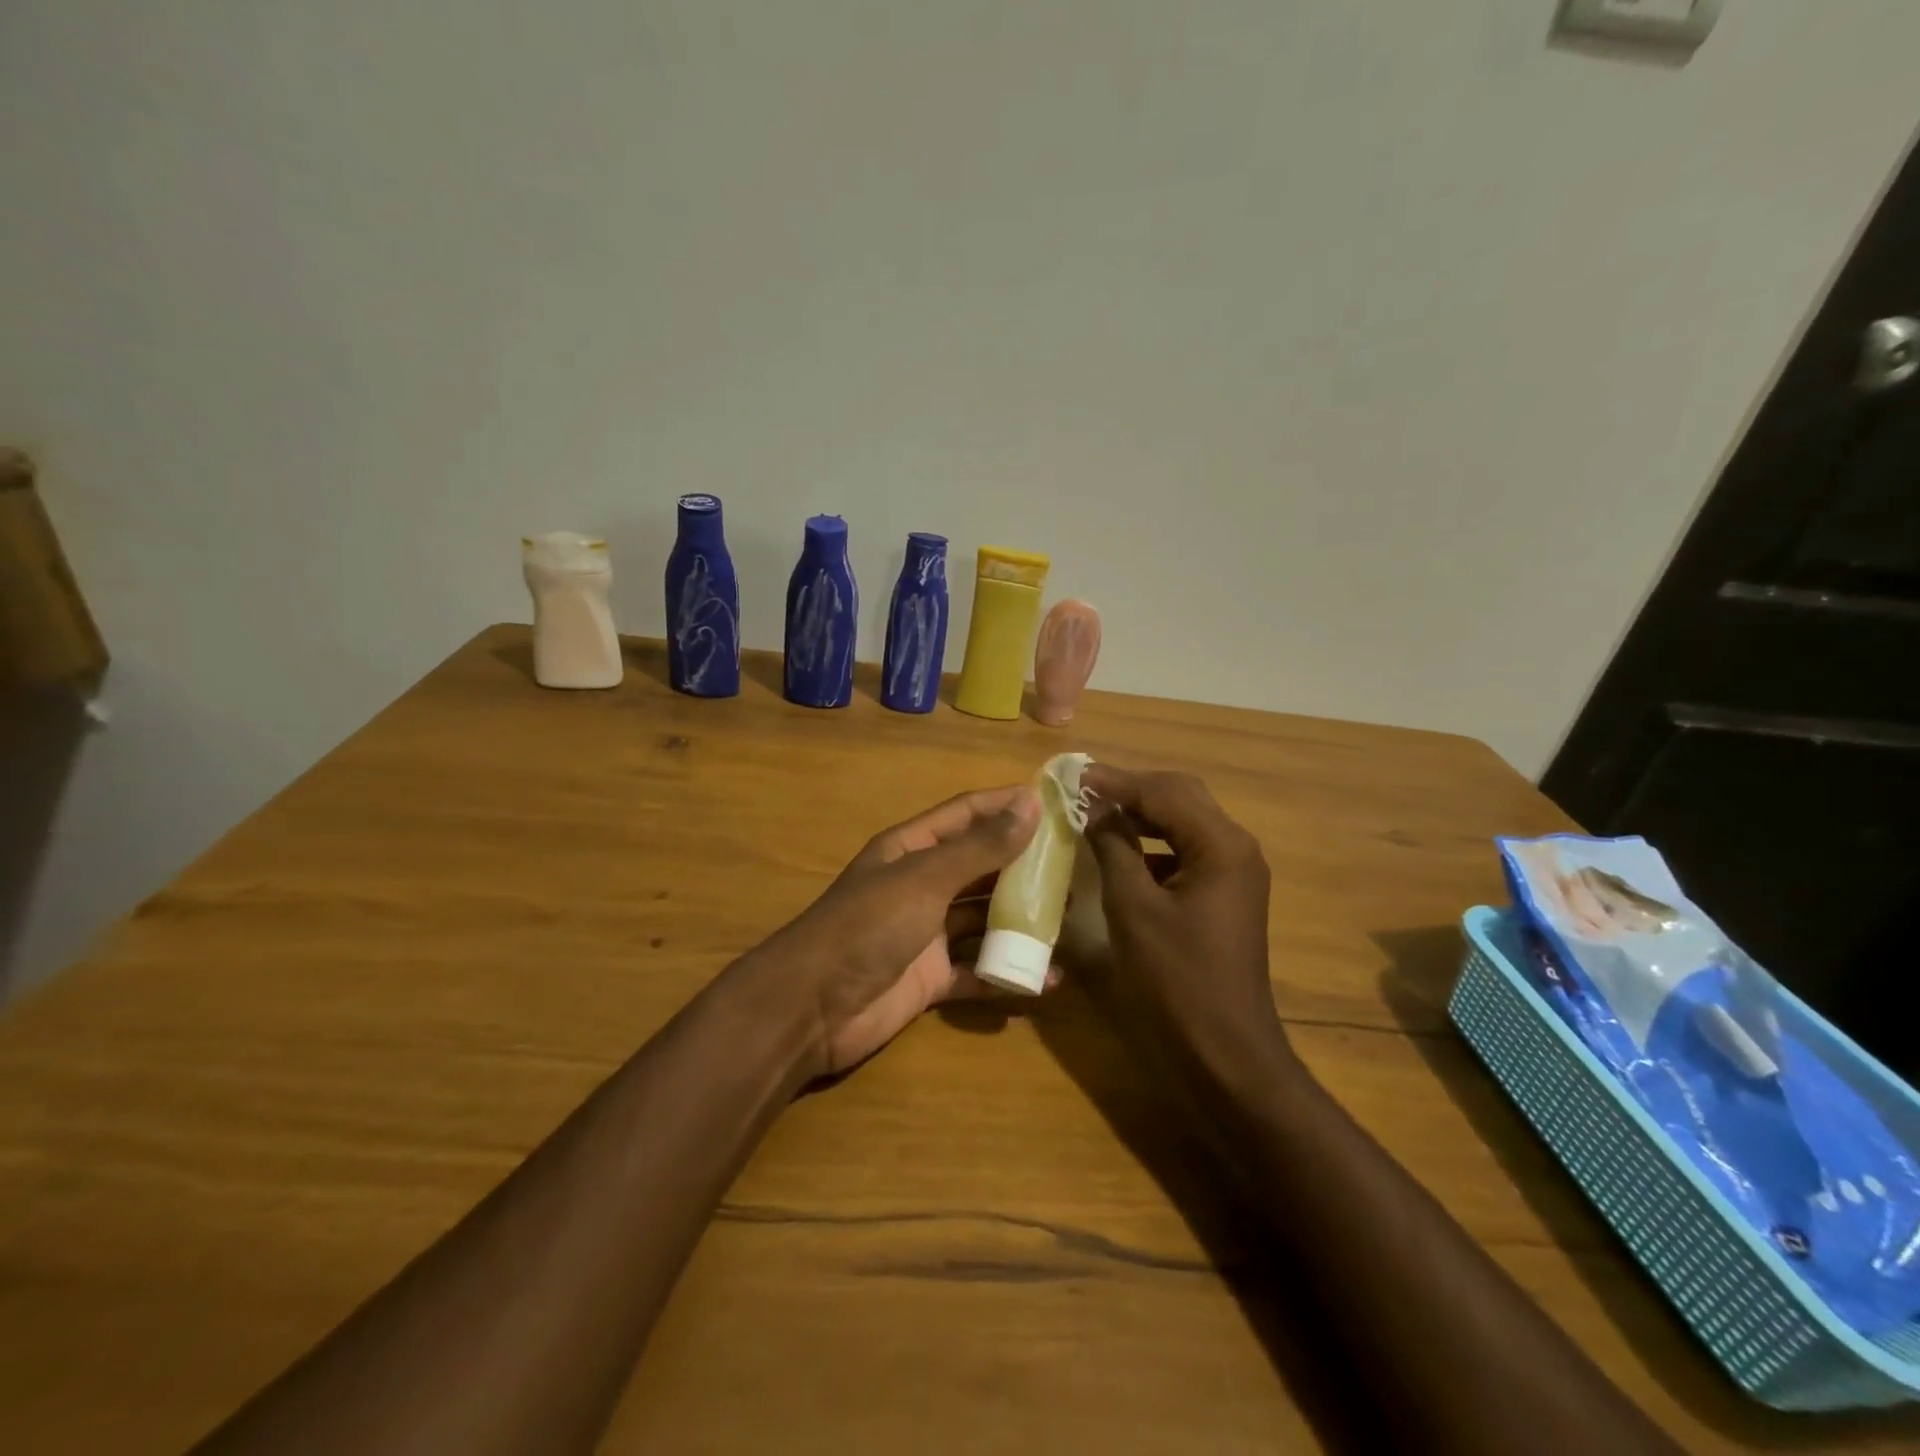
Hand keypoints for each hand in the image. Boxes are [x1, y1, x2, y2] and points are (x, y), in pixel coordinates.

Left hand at [761, 785, 1044, 1074]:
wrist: (812, 1008)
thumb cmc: (868, 926)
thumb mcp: (926, 878)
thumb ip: (980, 846)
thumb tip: (1030, 802)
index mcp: (912, 848)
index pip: (967, 814)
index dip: (1007, 804)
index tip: (1056, 802)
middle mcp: (921, 884)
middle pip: (980, 866)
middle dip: (1023, 865)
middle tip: (1074, 865)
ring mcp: (926, 932)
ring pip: (983, 918)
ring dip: (1021, 918)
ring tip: (1070, 915)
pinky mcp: (930, 977)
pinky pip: (978, 969)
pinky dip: (1008, 972)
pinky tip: (1048, 978)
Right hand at [1081, 765, 1287, 1084]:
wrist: (1225, 1053)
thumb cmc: (1176, 981)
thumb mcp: (1134, 908)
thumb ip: (1114, 848)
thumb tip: (1093, 808)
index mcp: (1221, 845)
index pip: (1164, 792)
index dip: (1115, 781)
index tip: (1072, 773)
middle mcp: (1236, 848)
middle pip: (1181, 797)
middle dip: (1131, 789)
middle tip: (1083, 788)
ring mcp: (1235, 872)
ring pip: (1185, 821)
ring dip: (1142, 812)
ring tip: (1095, 810)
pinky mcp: (1225, 894)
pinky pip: (1187, 850)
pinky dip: (1154, 842)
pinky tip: (1122, 849)